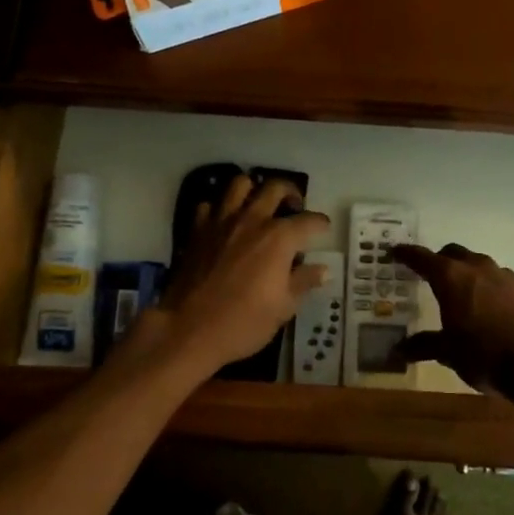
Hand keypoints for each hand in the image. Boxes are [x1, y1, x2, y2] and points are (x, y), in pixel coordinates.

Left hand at [146, 175, 330, 380]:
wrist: (189, 330)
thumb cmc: (243, 322)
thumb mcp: (283, 307)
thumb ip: (303, 282)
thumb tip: (322, 269)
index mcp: (279, 238)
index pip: (309, 220)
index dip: (320, 223)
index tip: (324, 228)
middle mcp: (253, 220)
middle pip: (275, 188)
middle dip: (290, 192)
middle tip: (294, 206)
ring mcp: (222, 221)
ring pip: (240, 184)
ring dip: (253, 190)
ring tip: (258, 205)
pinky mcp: (198, 230)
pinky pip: (210, 206)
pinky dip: (219, 210)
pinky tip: (224, 224)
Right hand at [390, 243, 513, 394]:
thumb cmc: (484, 356)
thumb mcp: (448, 353)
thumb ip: (424, 346)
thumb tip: (398, 350)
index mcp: (451, 278)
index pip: (422, 257)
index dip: (407, 254)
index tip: (396, 252)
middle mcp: (477, 268)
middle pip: (453, 253)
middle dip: (440, 260)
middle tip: (431, 275)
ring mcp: (506, 276)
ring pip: (480, 265)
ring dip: (469, 274)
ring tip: (464, 294)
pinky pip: (502, 281)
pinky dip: (492, 289)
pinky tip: (494, 310)